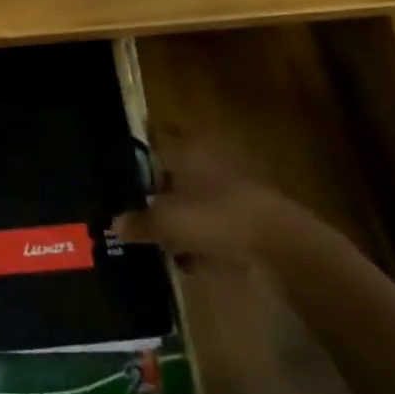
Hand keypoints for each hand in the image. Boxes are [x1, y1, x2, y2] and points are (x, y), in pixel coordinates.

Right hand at [113, 137, 290, 266]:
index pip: (156, 138)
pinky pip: (215, 217)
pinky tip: (191, 256)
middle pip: (175, 168)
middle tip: (136, 207)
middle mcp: (208, 156)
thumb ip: (139, 222)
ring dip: (181, 213)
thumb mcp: (167, 221)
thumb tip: (114, 223)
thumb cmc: (215, 216)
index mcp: (187, 147)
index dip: (139, 152)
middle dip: (158, 188)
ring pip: (195, 194)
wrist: (280, 243)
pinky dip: (203, 232)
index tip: (121, 169)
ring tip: (162, 237)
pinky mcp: (249, 210)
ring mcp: (232, 182)